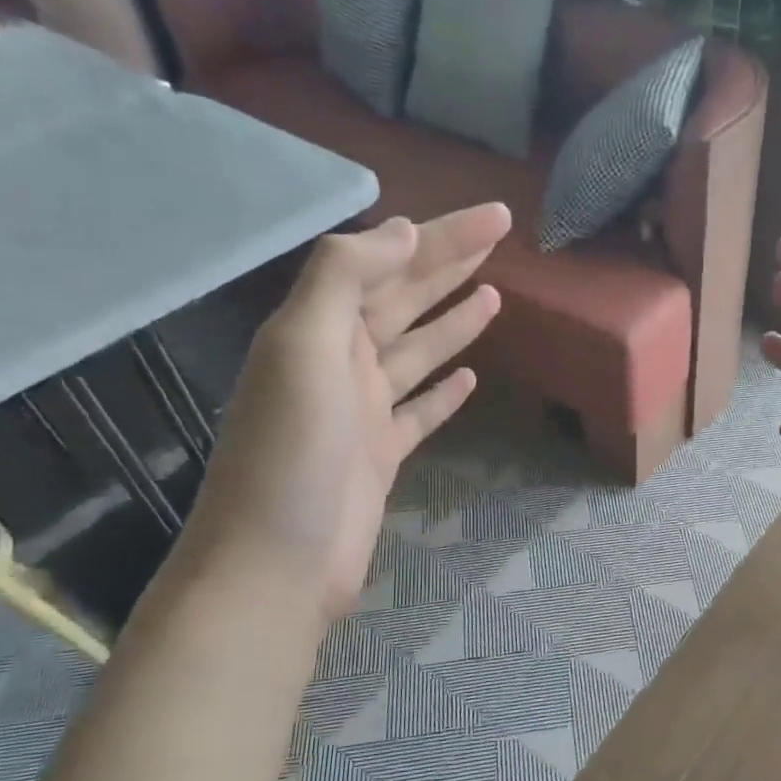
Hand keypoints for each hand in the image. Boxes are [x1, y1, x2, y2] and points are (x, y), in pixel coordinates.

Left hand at [177, 205, 509, 619]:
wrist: (276, 562)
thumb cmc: (291, 454)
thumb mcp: (303, 350)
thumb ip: (343, 281)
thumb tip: (401, 231)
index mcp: (320, 329)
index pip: (389, 264)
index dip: (441, 237)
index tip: (493, 218)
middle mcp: (341, 361)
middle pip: (406, 299)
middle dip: (452, 264)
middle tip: (504, 236)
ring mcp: (363, 411)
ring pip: (417, 351)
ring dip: (452, 321)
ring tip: (494, 296)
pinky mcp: (381, 454)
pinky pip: (420, 411)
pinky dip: (444, 392)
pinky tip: (470, 377)